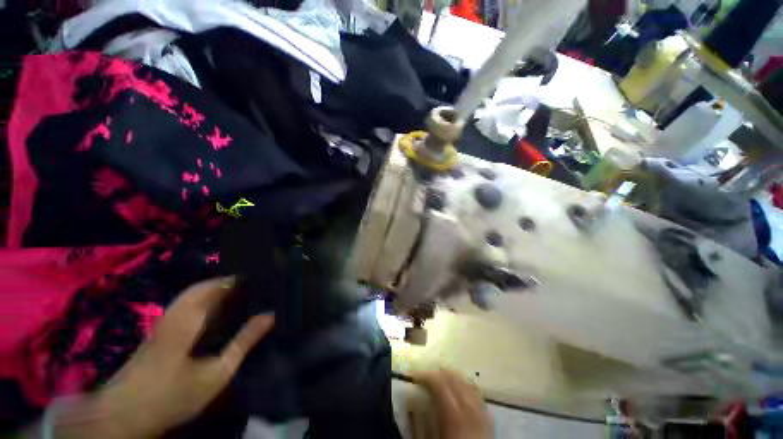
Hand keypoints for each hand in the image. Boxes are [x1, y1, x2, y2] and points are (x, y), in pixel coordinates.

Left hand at [52, 277, 274, 438]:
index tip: (258, 278)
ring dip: (214, 289)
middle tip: (250, 286)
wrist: (125, 413)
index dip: (237, 279)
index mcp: (189, 318)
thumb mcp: (217, 372)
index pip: (216, 286)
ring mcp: (163, 322)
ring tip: (236, 295)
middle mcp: (175, 313)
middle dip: (226, 282)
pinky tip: (212, 311)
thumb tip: (270, 315)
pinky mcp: (158, 331)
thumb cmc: (174, 394)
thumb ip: (243, 342)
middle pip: (201, 287)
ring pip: (190, 294)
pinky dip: (202, 299)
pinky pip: (184, 304)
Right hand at [413, 369, 491, 438]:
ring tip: (441, 380)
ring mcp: (482, 414)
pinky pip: (478, 395)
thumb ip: (417, 424)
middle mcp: (470, 409)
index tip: (414, 376)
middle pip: (454, 379)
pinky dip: (466, 387)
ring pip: (467, 383)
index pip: (439, 383)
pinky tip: (459, 391)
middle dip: (438, 373)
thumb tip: (410, 402)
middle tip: (426, 376)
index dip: (425, 375)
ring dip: (453, 378)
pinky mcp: (489, 421)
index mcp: (453, 415)